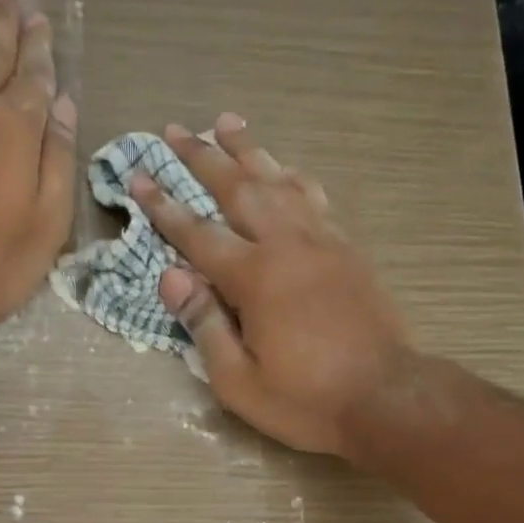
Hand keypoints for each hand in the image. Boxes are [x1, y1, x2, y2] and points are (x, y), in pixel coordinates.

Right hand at [130, 115, 411, 457]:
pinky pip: (313, 198)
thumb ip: (204, 325)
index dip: (164, 206)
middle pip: (239, 188)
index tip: (138, 175)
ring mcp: (323, 241)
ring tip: (227, 122)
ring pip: (279, 181)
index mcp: (255, 278)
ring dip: (249, 150)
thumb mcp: (239, 381)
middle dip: (203, 158)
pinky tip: (283, 168)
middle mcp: (287, 245)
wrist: (385, 398)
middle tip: (175, 130)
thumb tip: (171, 276)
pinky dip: (291, 176)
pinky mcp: (347, 249)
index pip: (197, 233)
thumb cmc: (305, 400)